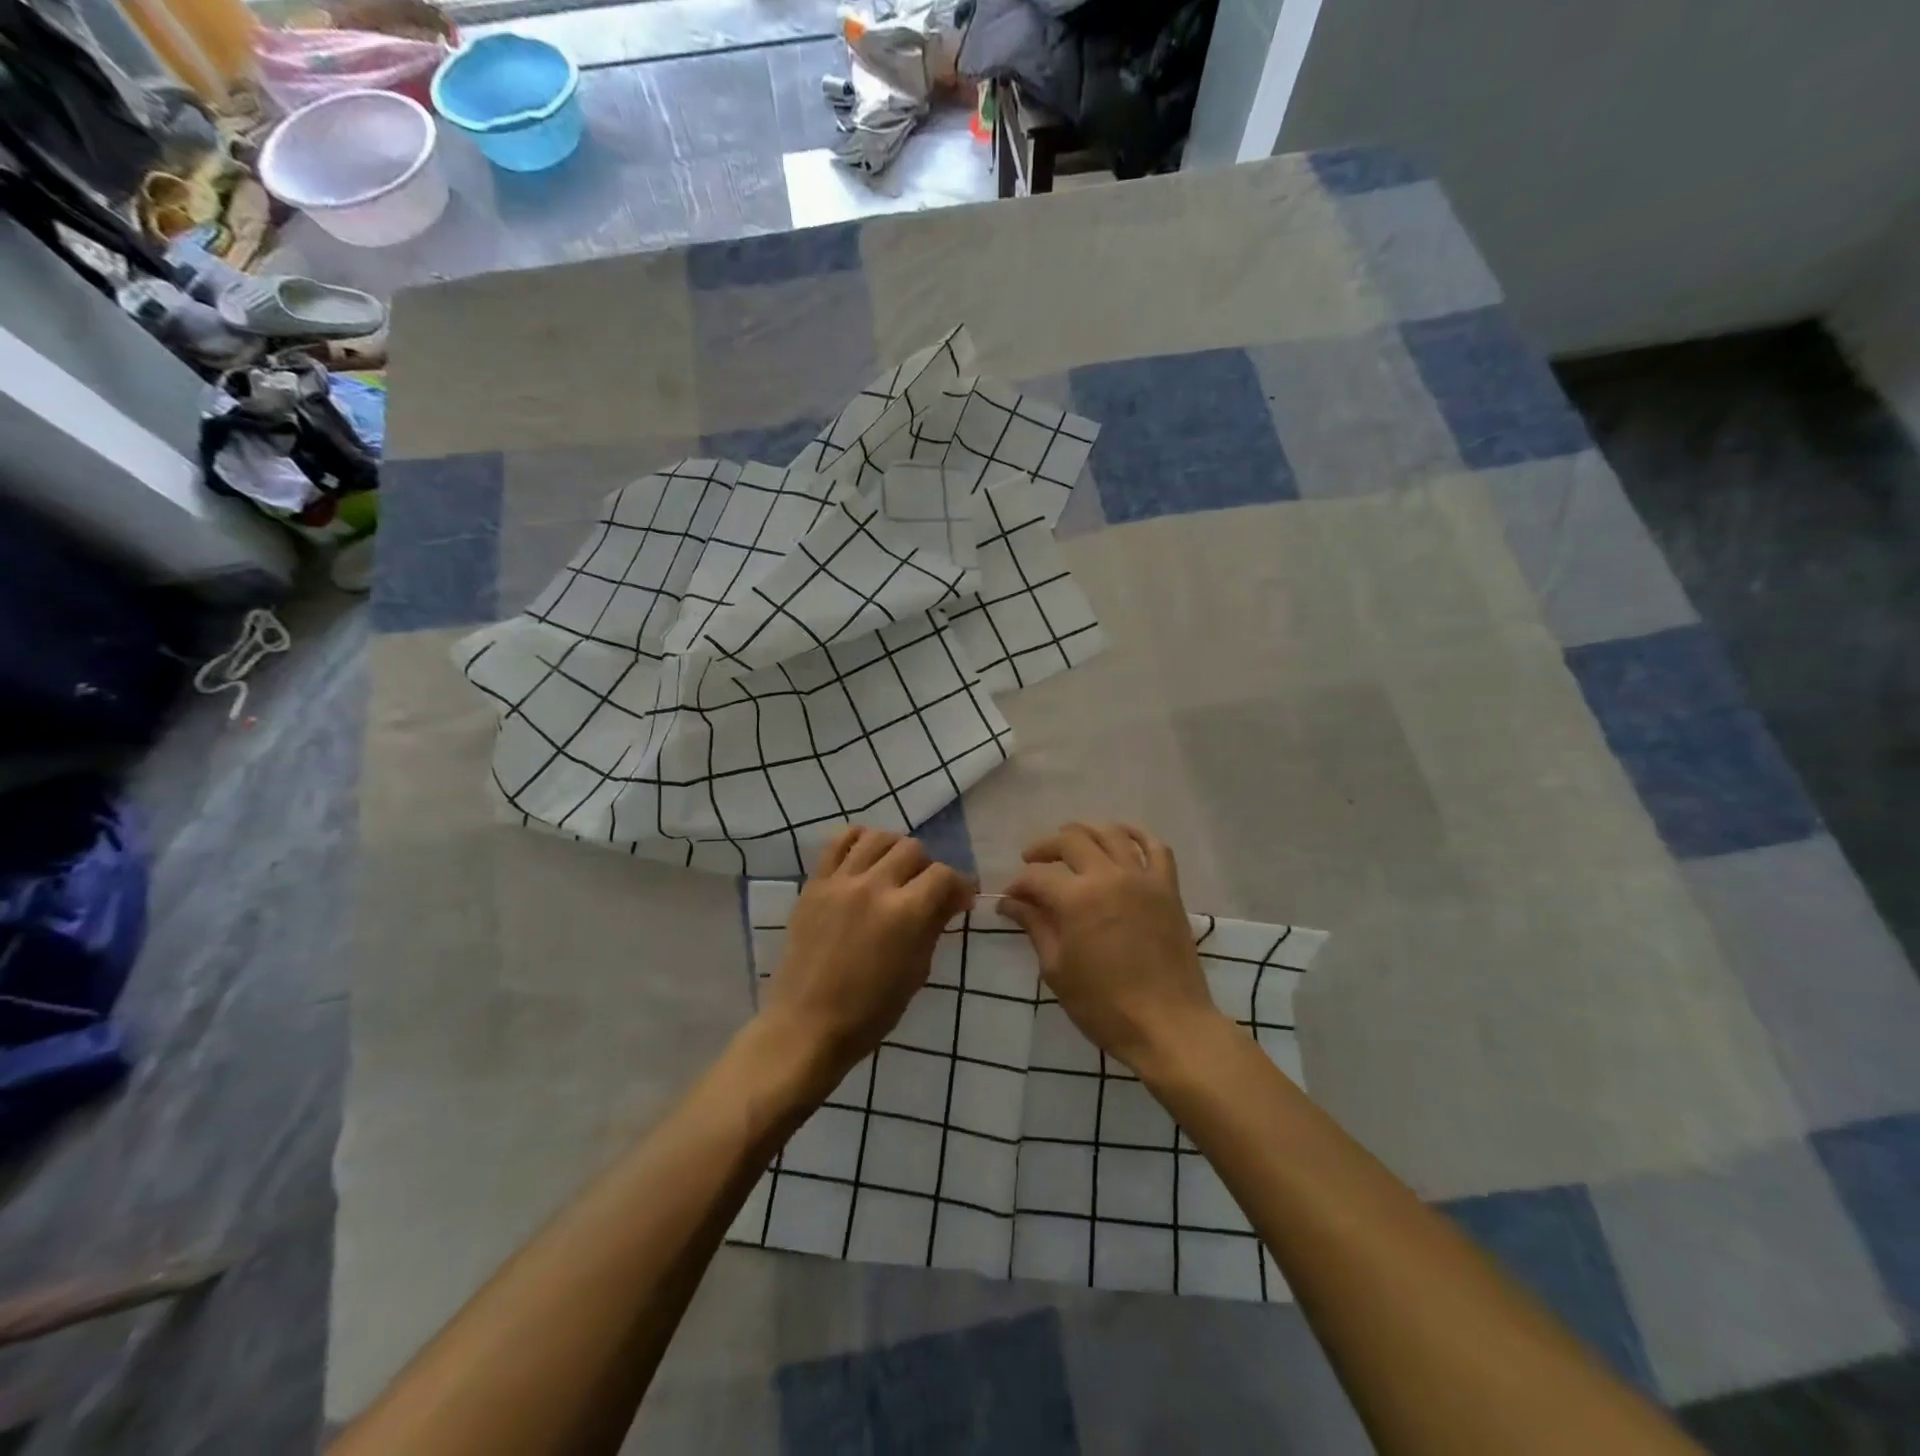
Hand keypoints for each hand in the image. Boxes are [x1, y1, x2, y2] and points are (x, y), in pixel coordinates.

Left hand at [757, 826, 974, 1088]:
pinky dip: (857, 841)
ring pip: (877, 837)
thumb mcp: (916, 972)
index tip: (960, 899)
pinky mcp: (814, 884)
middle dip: (927, 867)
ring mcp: (840, 881)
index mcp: (905, 913)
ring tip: (893, 871)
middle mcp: (874, 886)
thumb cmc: (870, 1012)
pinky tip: (864, 858)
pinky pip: (838, 843)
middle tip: (924, 890)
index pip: (943, 875)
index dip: (959, 885)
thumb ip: (934, 926)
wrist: (806, 1025)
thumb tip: (954, 898)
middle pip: (912, 848)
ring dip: (894, 850)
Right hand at [999, 822, 1222, 1075]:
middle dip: (1045, 847)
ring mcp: (1142, 878)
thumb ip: (1035, 926)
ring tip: (1071, 843)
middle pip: (1071, 840)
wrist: (1168, 1026)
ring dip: (1085, 832)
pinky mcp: (1168, 888)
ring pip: (1111, 834)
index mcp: (1076, 898)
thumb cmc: (1104, 1006)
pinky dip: (1137, 835)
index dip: (1018, 885)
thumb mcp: (1057, 969)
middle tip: (1032, 861)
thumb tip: (1010, 903)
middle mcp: (1109, 876)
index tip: (1009, 899)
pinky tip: (1121, 836)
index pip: (1037, 877)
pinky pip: (1156, 847)